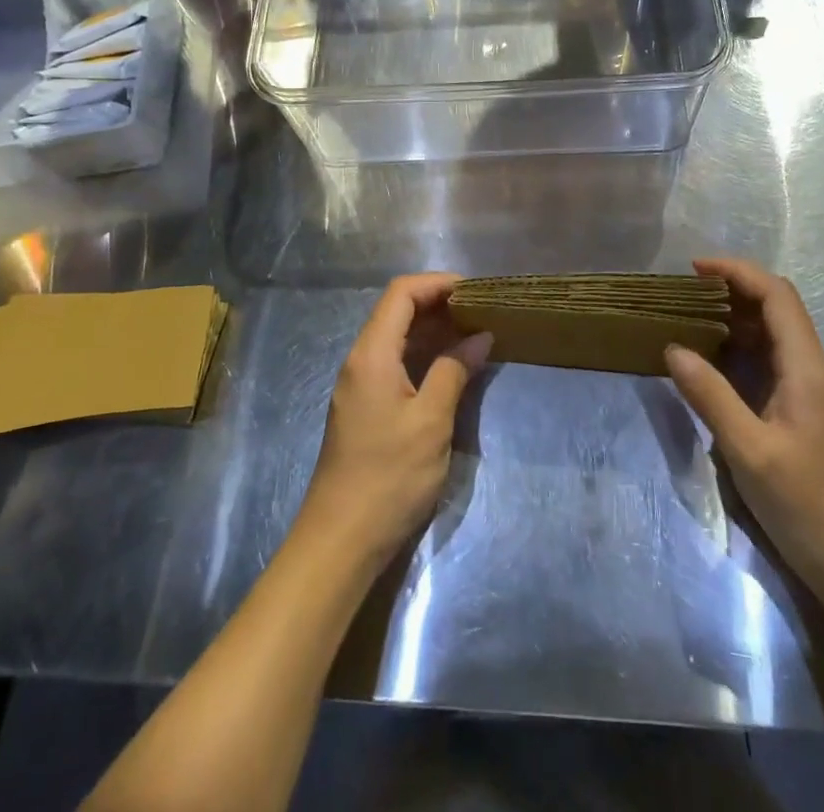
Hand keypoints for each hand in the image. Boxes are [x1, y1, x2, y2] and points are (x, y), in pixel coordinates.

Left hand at [298, 274, 491, 569]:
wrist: (341, 540)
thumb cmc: (389, 476)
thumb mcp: (431, 421)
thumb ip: (454, 371)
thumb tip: (480, 337)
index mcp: (371, 354)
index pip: (401, 293)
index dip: (437, 283)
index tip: (475, 290)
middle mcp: (360, 360)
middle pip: (397, 311)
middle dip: (439, 303)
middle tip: (482, 311)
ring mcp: (359, 384)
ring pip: (396, 338)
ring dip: (433, 330)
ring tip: (474, 333)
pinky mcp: (364, 407)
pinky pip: (395, 362)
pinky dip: (423, 355)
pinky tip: (451, 366)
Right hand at [665, 258, 823, 593]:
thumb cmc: (805, 504)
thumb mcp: (748, 450)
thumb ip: (710, 395)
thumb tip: (673, 348)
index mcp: (807, 367)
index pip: (776, 295)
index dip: (737, 272)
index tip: (694, 269)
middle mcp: (814, 367)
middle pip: (777, 306)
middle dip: (733, 289)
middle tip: (685, 293)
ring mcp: (812, 388)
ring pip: (775, 332)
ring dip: (737, 316)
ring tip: (691, 317)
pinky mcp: (805, 408)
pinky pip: (773, 358)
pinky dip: (742, 345)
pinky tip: (714, 358)